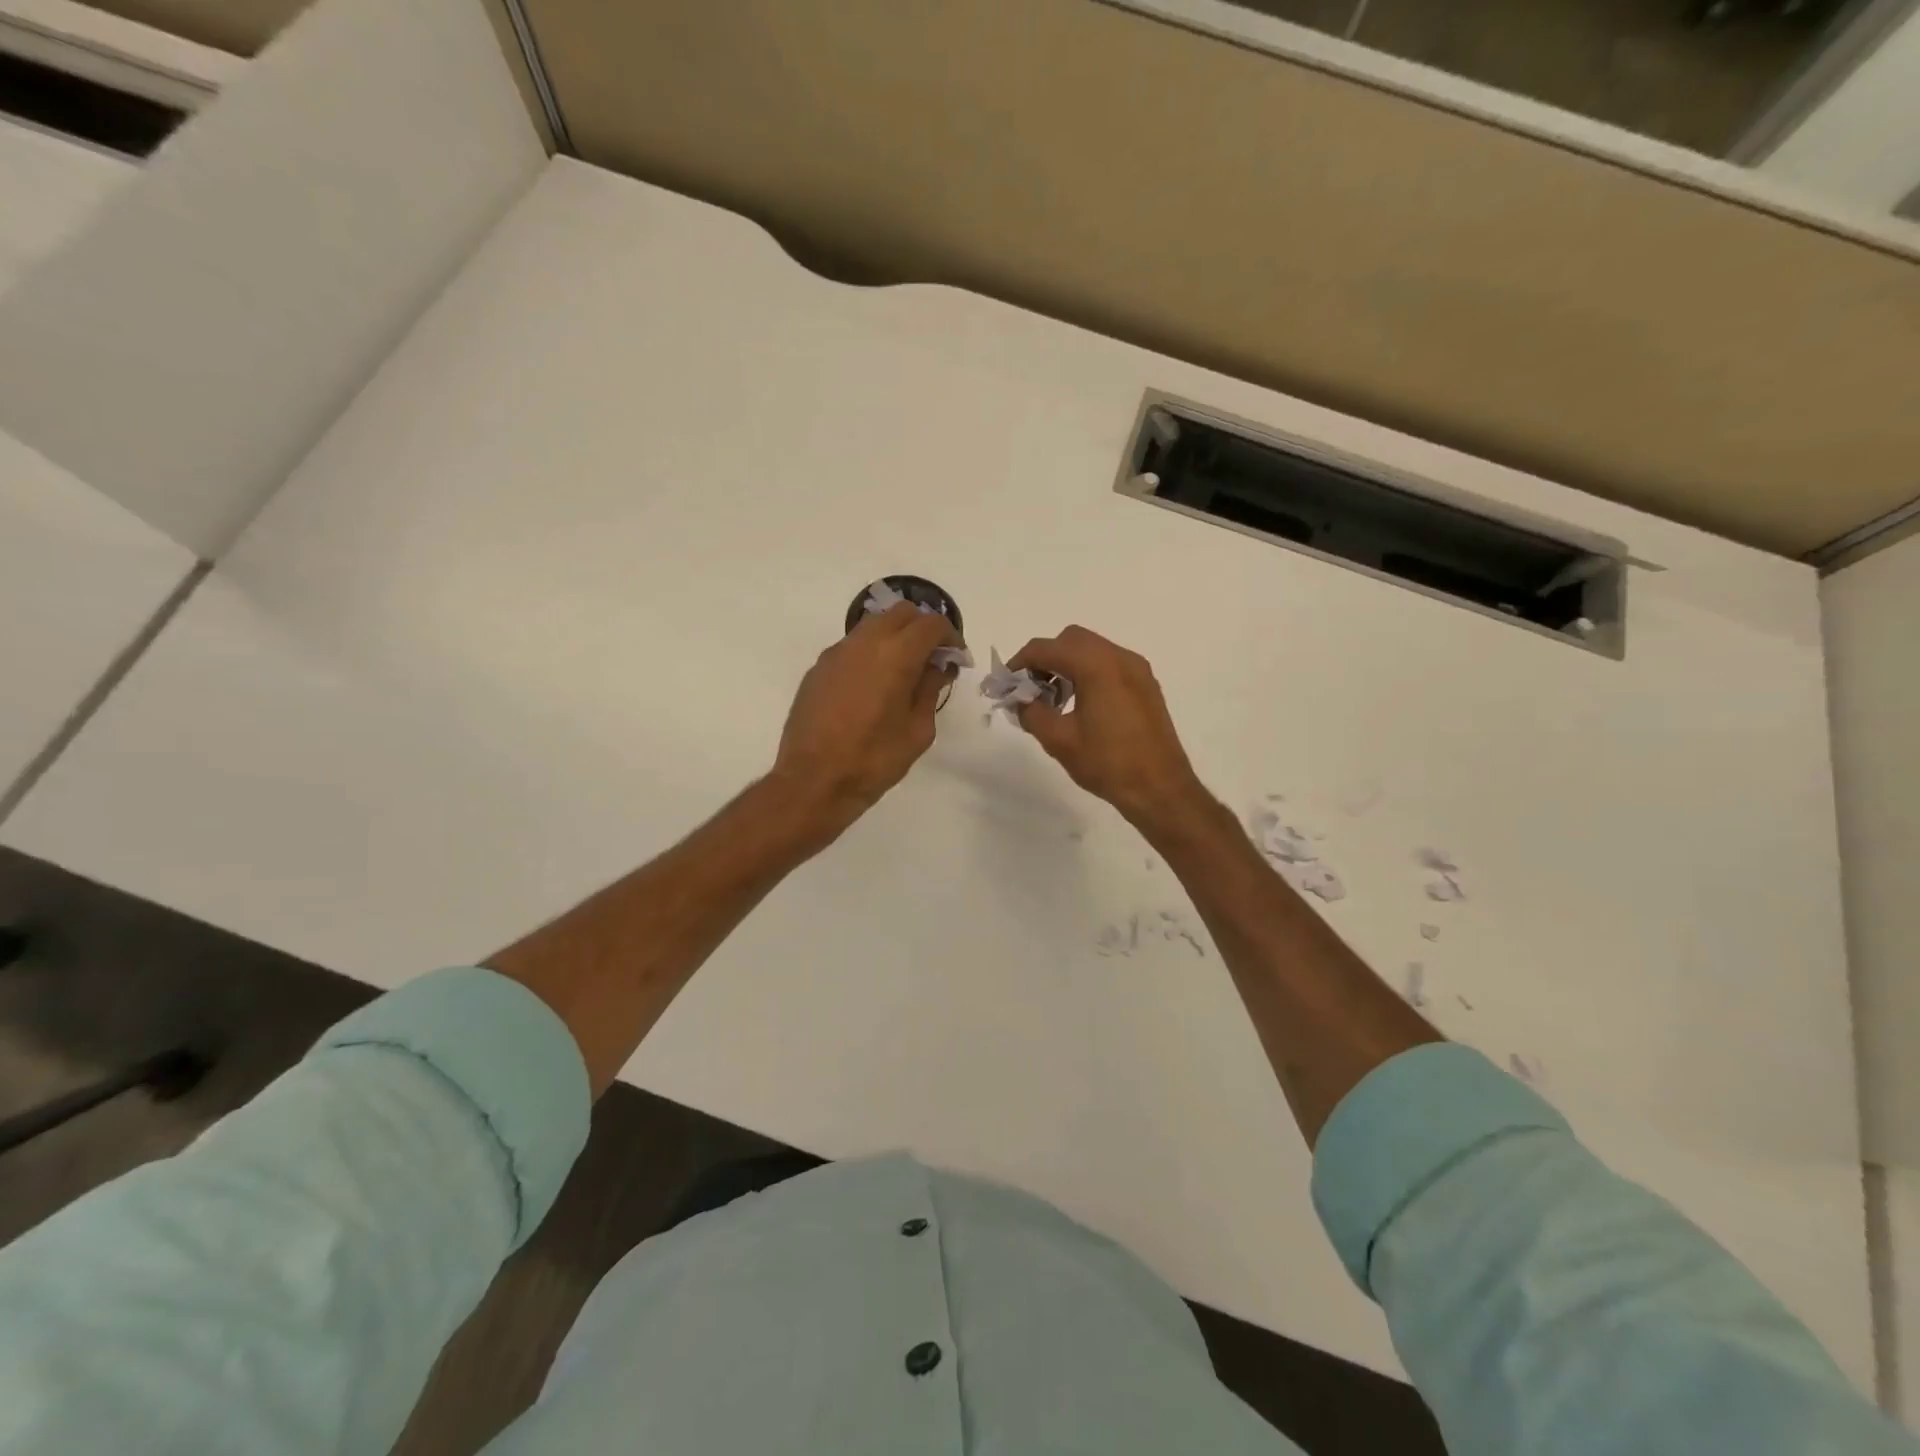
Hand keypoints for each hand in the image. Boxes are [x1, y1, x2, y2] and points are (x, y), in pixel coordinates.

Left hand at [773, 603, 958, 833]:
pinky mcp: (818, 668)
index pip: (930, 624)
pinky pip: (852, 646)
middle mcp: (864, 643)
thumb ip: (930, 690)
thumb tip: (937, 668)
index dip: (950, 636)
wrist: (812, 781)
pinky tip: (874, 685)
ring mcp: (836, 653)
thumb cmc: (873, 760)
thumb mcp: (917, 731)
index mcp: (895, 655)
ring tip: (904, 670)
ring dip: (895, 636)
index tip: (956, 658)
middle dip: (923, 629)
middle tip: (933, 659)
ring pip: (873, 625)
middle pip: (901, 613)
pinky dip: (871, 652)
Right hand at [1009, 625, 1206, 831]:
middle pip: (1071, 640)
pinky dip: (1089, 672)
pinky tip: (1081, 705)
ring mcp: (1137, 670)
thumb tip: (1020, 700)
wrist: (1160, 788)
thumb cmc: (1107, 763)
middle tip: (1031, 689)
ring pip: (1092, 650)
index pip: (1047, 648)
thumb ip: (1032, 712)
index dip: (1021, 662)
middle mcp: (1120, 658)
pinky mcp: (1146, 685)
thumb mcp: (1059, 740)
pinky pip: (1110, 664)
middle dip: (1046, 659)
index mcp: (1097, 666)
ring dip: (1067, 664)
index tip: (1007, 683)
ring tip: (1054, 700)